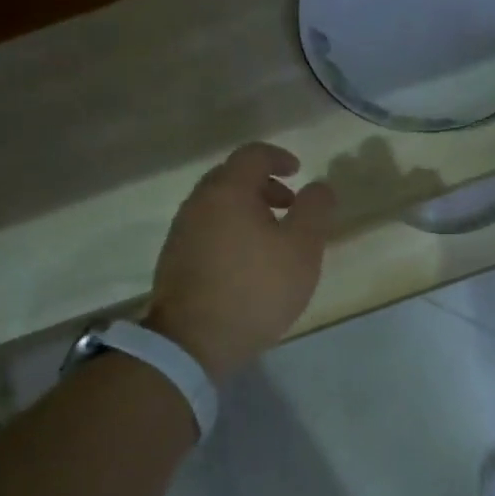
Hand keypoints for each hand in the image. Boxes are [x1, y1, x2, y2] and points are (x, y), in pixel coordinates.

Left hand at [144, 144, 336, 379]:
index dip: (279, 157)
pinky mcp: (174, 258)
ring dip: (247, 209)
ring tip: (272, 237)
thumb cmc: (256, 288)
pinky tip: (247, 260)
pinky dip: (231, 229)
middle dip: (263, 185)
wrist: (193, 340)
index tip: (298, 172)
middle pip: (231, 177)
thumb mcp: (302, 249)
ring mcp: (181, 231)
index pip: (253, 155)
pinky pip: (207, 228)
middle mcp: (198, 202)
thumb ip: (315, 210)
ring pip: (217, 204)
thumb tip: (319, 186)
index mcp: (228, 191)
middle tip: (289, 205)